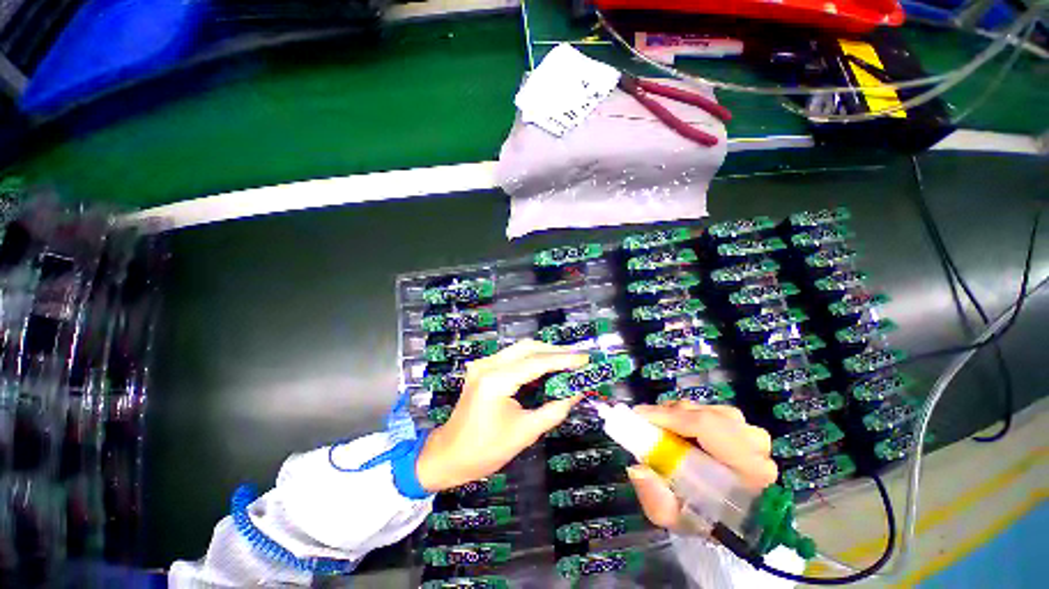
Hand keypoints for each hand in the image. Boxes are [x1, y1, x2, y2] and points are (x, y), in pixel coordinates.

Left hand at [416, 340, 587, 491]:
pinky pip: (512, 357)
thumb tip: (577, 391)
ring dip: (544, 353)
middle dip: (555, 352)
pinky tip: (546, 368)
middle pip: (528, 347)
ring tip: (567, 363)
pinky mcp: (482, 368)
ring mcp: (483, 364)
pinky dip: (531, 360)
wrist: (448, 455)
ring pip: (520, 349)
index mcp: (496, 381)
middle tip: (578, 360)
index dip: (564, 360)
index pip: (537, 362)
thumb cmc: (485, 451)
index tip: (586, 359)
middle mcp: (488, 365)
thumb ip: (555, 409)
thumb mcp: (525, 432)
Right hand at [625, 402, 776, 531]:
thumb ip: (655, 498)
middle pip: (706, 414)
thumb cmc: (701, 520)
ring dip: (678, 414)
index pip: (707, 426)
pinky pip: (709, 410)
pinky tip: (676, 427)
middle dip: (671, 414)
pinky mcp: (744, 429)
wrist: (727, 522)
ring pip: (706, 409)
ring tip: (660, 427)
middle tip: (646, 422)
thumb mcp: (673, 518)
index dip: (671, 417)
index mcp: (749, 470)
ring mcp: (752, 434)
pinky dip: (688, 414)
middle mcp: (756, 447)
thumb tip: (638, 468)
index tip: (640, 416)